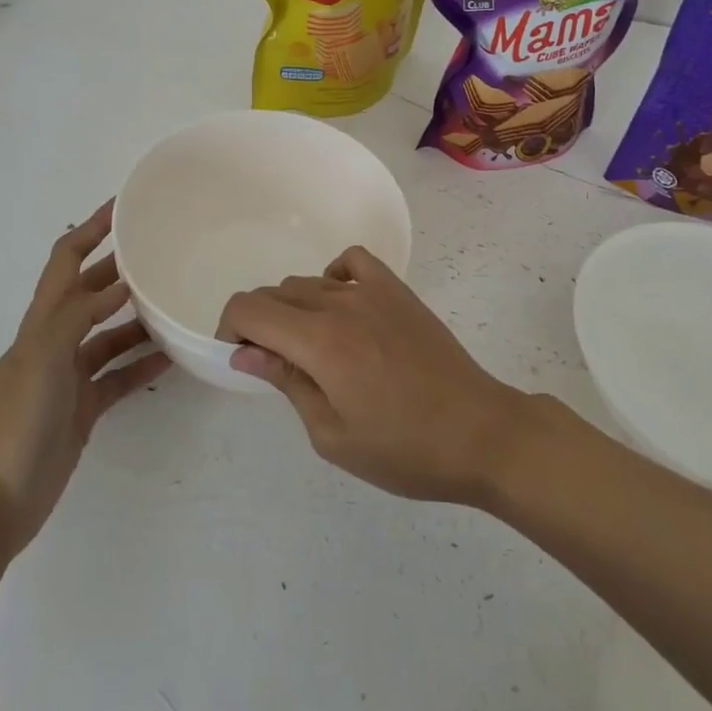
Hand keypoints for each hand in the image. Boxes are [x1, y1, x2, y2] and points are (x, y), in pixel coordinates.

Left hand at [0, 201, 170, 558]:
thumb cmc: (14, 422)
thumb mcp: (42, 358)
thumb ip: (78, 316)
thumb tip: (120, 284)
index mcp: (41, 323)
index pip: (65, 260)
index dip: (90, 229)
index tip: (124, 206)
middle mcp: (54, 341)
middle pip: (90, 293)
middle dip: (120, 269)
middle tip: (162, 252)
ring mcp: (69, 377)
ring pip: (109, 335)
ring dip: (138, 318)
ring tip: (175, 303)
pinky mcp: (83, 410)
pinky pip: (118, 377)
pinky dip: (142, 365)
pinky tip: (172, 358)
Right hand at [219, 246, 530, 504]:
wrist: (480, 433)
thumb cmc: (404, 449)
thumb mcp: (332, 435)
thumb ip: (286, 382)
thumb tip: (244, 351)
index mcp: (318, 342)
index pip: (249, 308)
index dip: (231, 328)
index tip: (240, 359)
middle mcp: (339, 304)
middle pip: (274, 293)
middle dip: (259, 323)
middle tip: (275, 365)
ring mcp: (372, 292)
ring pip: (307, 282)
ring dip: (292, 308)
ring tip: (310, 348)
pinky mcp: (398, 291)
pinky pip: (353, 261)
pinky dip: (334, 275)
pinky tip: (341, 306)